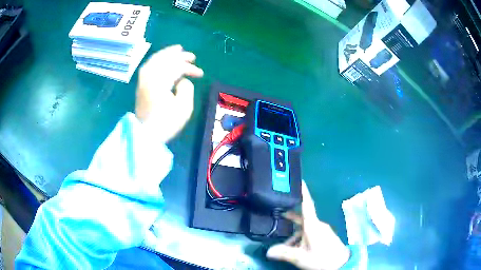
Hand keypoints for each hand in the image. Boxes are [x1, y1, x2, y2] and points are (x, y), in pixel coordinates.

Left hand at [136, 45, 203, 141]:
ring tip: (176, 50)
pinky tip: (161, 60)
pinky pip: (148, 66)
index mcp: (160, 81)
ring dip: (166, 54)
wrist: (146, 135)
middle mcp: (150, 77)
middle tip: (191, 56)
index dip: (189, 68)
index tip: (200, 73)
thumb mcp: (183, 108)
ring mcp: (143, 81)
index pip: (176, 67)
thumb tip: (181, 81)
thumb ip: (186, 89)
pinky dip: (156, 60)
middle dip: (179, 56)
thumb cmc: (166, 123)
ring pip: (154, 60)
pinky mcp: (141, 86)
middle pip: (164, 59)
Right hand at [267, 182, 349, 269]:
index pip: (307, 204)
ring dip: (294, 234)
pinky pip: (310, 233)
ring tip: (284, 245)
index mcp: (313, 225)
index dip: (303, 192)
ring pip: (305, 228)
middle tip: (278, 215)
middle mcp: (318, 225)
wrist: (341, 265)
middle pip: (302, 218)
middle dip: (290, 217)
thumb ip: (284, 253)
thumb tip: (268, 251)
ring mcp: (322, 231)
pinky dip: (301, 238)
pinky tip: (295, 248)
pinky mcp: (324, 237)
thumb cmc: (321, 258)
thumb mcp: (300, 257)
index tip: (299, 180)